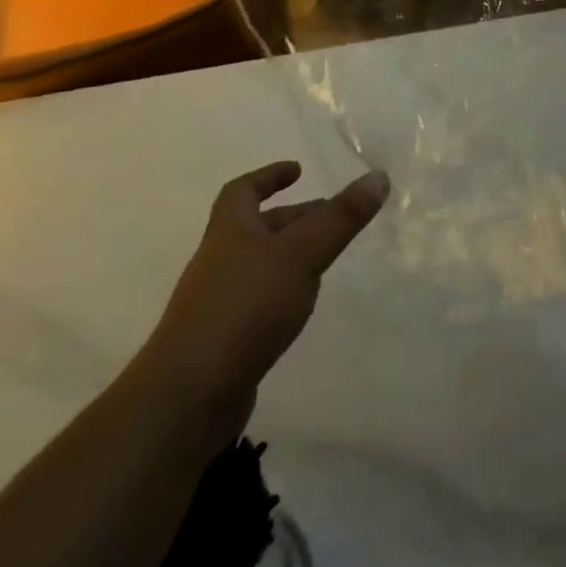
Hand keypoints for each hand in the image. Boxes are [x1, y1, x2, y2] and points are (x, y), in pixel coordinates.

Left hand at [158, 162, 387, 423]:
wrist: (187, 397)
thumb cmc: (244, 308)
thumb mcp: (300, 255)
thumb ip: (340, 219)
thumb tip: (378, 176)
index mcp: (230, 230)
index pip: (243, 190)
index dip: (269, 176)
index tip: (298, 169)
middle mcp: (219, 260)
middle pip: (256, 227)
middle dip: (294, 217)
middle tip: (334, 216)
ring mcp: (217, 302)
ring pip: (260, 265)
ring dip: (290, 255)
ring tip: (326, 260)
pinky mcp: (223, 340)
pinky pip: (257, 301)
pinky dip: (282, 292)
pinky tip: (301, 306)